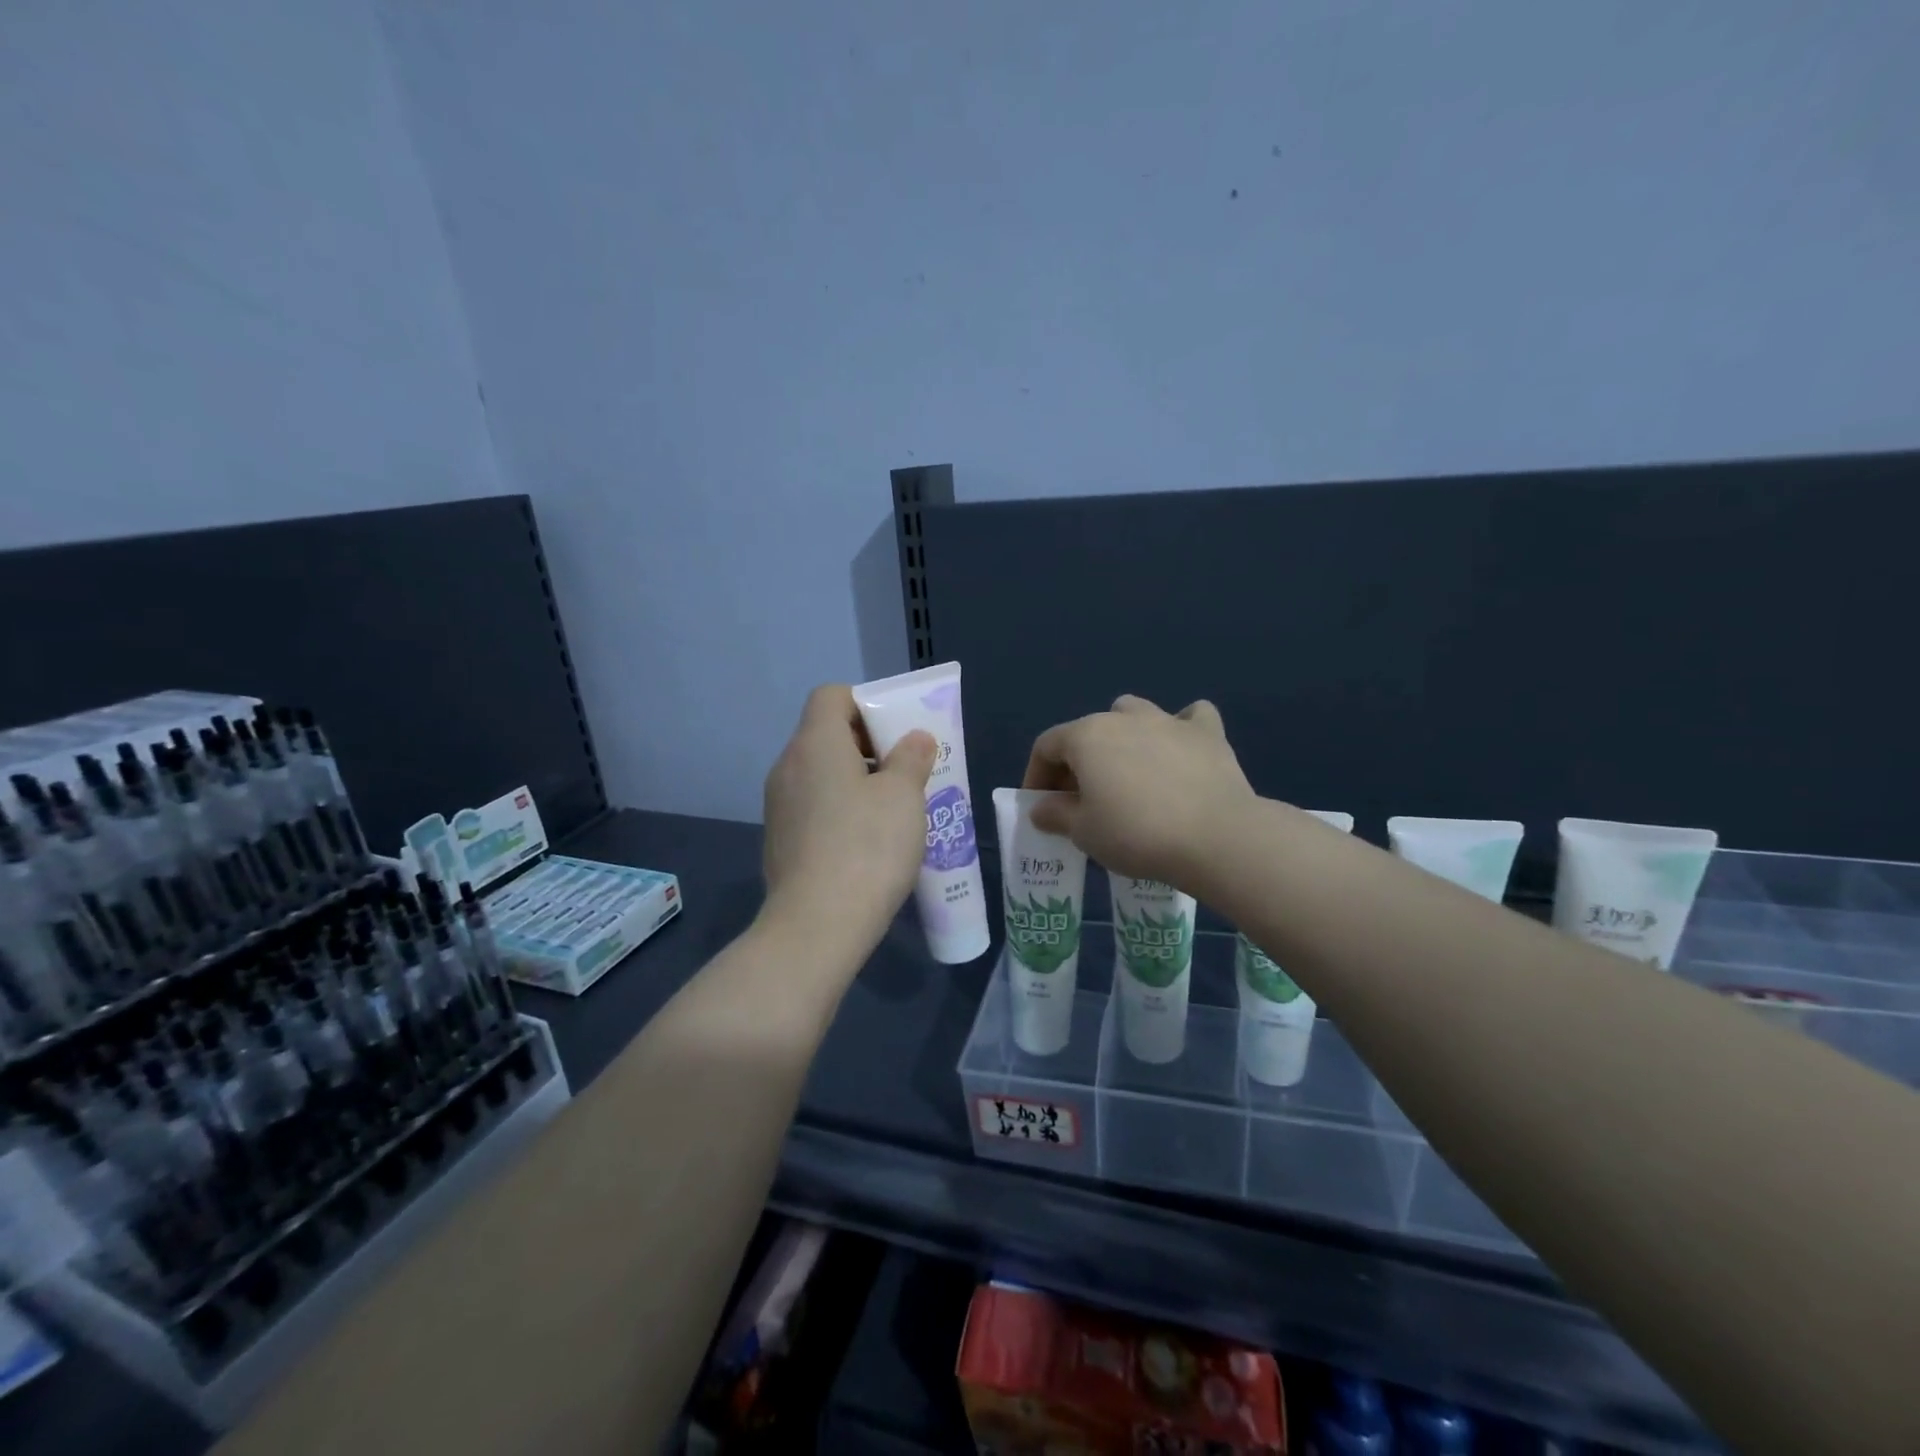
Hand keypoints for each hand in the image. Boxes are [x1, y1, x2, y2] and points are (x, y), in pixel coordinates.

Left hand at [760, 684, 935, 960]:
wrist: (817, 925)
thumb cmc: (867, 847)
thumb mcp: (904, 796)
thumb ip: (912, 758)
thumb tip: (915, 739)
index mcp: (815, 743)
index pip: (832, 695)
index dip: (867, 703)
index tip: (896, 733)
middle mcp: (788, 766)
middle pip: (826, 734)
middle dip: (868, 745)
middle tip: (904, 771)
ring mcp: (778, 806)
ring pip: (820, 774)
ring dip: (855, 780)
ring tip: (892, 809)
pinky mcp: (779, 840)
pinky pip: (813, 806)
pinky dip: (838, 810)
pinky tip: (866, 843)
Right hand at [1022, 695, 1255, 887]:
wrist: (1216, 837)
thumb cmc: (1136, 833)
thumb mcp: (1084, 833)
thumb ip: (1057, 815)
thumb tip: (1041, 808)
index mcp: (1086, 736)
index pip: (1047, 746)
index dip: (1037, 775)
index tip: (1041, 807)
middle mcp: (1123, 717)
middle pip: (1088, 731)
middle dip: (1078, 762)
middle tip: (1081, 800)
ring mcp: (1168, 720)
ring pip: (1134, 713)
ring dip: (1123, 735)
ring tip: (1127, 770)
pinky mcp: (1208, 734)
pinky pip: (1190, 719)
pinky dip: (1181, 730)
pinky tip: (1181, 751)